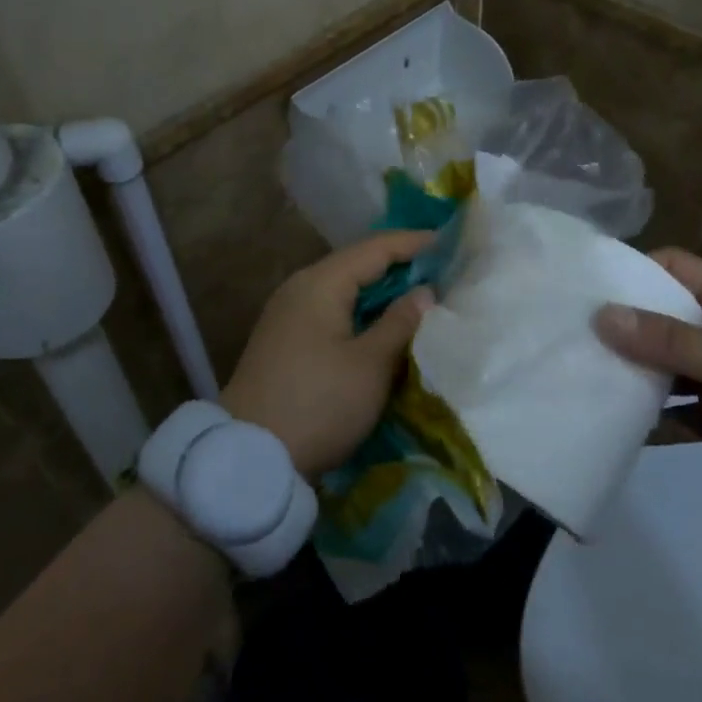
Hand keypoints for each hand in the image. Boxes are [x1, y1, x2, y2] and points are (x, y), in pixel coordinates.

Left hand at [221, 230, 435, 479]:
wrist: (250, 457)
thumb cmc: (319, 403)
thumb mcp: (370, 364)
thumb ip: (400, 322)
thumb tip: (424, 292)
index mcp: (320, 283)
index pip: (375, 248)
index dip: (415, 243)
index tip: (451, 245)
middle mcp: (300, 289)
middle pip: (357, 265)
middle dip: (400, 267)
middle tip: (443, 273)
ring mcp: (288, 315)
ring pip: (344, 291)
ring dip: (381, 294)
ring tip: (421, 299)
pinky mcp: (285, 341)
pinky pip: (332, 312)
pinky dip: (362, 314)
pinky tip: (383, 328)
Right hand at [594, 248, 701, 500]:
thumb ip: (665, 339)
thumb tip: (601, 315)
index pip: (672, 267)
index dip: (633, 270)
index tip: (589, 287)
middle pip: (661, 317)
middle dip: (623, 327)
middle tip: (573, 336)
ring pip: (665, 365)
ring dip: (634, 373)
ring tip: (586, 378)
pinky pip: (677, 410)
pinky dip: (653, 418)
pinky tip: (619, 425)